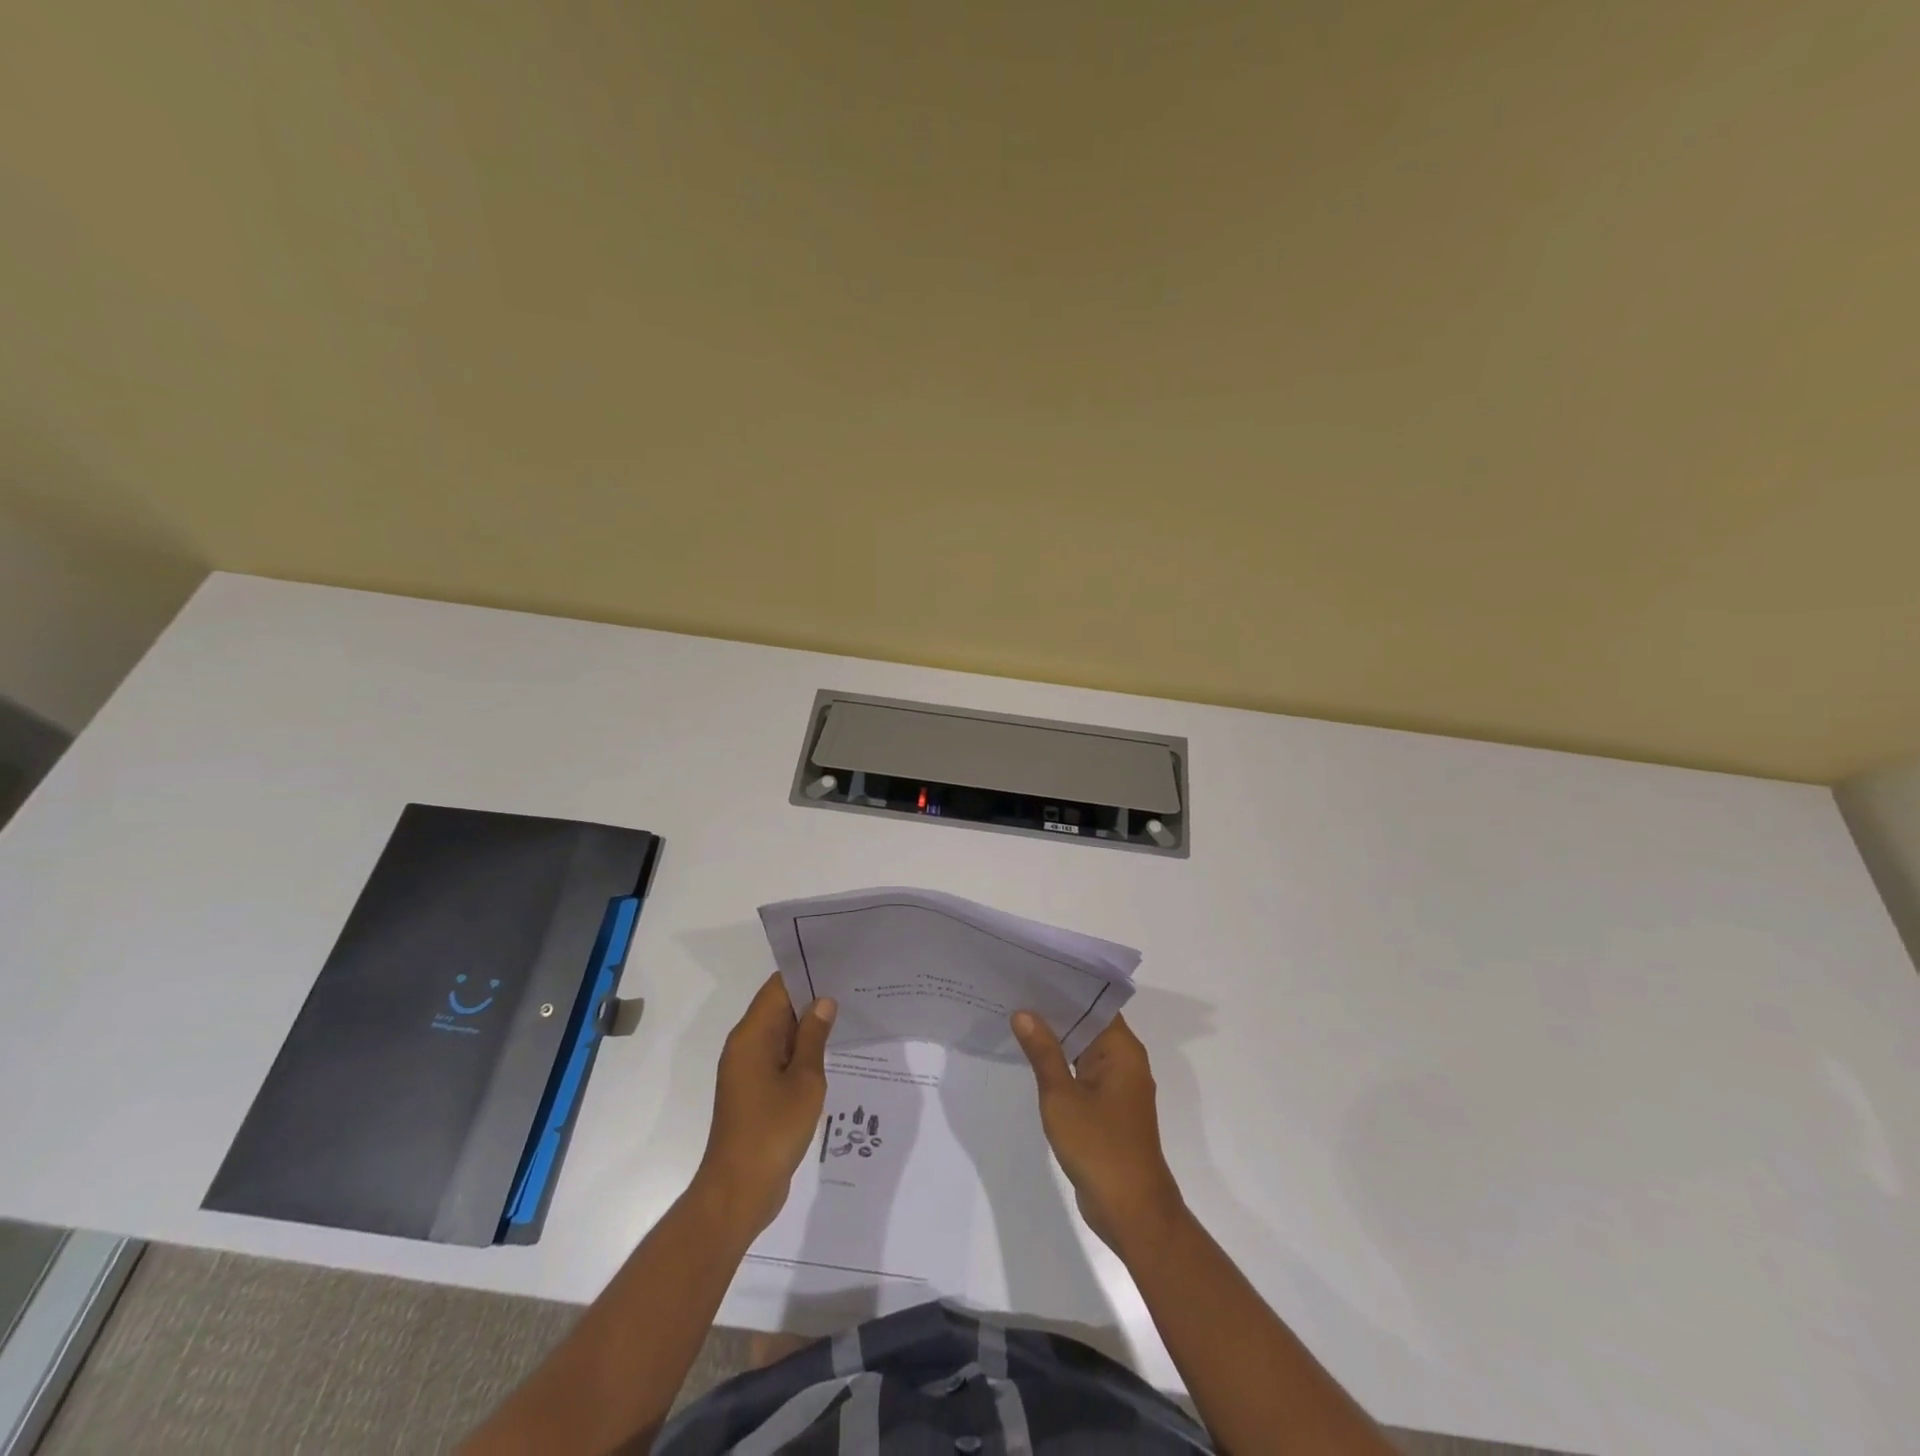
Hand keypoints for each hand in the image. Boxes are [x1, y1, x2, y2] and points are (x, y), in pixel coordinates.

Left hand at [696, 975, 836, 1237]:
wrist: (739, 1192)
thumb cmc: (773, 1131)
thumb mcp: (805, 1081)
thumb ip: (815, 1038)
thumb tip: (823, 1002)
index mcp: (752, 1036)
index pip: (778, 988)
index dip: (806, 973)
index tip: (837, 964)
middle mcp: (745, 1046)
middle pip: (778, 1008)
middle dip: (811, 997)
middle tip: (851, 987)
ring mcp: (747, 1070)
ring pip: (780, 1034)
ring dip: (808, 1026)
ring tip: (848, 1014)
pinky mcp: (754, 1091)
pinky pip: (779, 1058)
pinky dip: (801, 1051)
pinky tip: (831, 1052)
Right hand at [1011, 1011, 1184, 1254]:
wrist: (1131, 1210)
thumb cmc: (1099, 1147)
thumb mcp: (1062, 1096)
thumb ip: (1043, 1053)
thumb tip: (1024, 1013)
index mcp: (1122, 1050)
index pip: (1094, 1003)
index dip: (1064, 987)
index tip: (1033, 971)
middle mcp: (1124, 1061)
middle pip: (1088, 1023)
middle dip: (1055, 1010)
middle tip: (1015, 989)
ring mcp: (1117, 1085)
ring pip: (1083, 1048)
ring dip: (1056, 1037)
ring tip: (1017, 1015)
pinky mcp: (1108, 1107)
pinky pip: (1082, 1072)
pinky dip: (1061, 1063)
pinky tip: (1031, 1056)